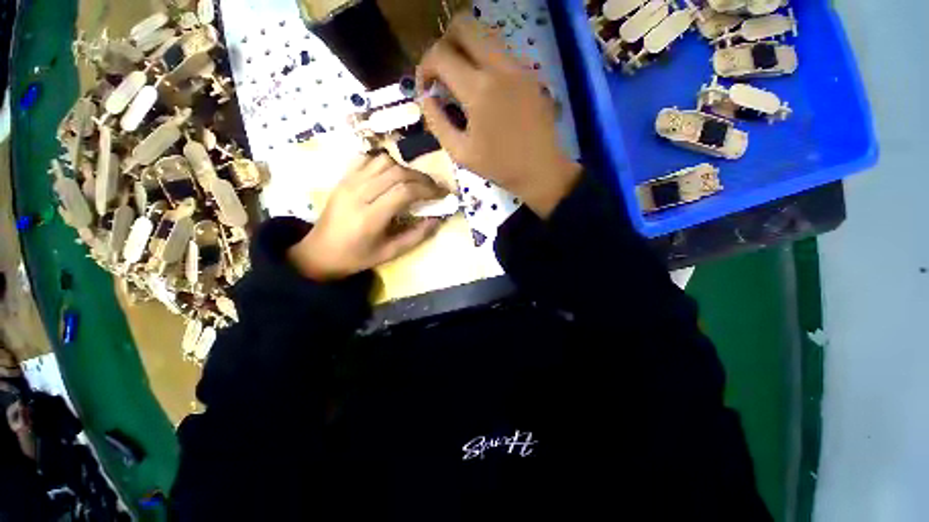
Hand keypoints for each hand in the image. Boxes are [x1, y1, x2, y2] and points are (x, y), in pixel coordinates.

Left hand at [288, 154, 444, 280]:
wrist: (319, 252)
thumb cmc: (357, 257)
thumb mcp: (390, 253)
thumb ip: (417, 236)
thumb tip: (437, 219)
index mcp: (370, 217)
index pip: (405, 191)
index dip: (428, 190)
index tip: (442, 194)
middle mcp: (358, 194)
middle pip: (397, 172)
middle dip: (422, 178)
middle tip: (434, 188)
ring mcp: (348, 182)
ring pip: (383, 161)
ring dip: (405, 169)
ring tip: (414, 183)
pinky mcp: (343, 178)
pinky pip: (367, 159)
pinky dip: (385, 162)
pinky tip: (392, 175)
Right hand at [417, 15, 581, 217]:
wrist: (540, 170)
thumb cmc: (498, 166)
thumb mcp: (460, 152)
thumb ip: (437, 122)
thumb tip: (425, 97)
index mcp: (479, 90)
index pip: (440, 54)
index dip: (424, 66)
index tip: (426, 87)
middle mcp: (499, 67)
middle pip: (464, 25)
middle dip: (444, 44)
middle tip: (442, 74)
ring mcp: (519, 67)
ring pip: (485, 35)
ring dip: (466, 51)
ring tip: (462, 83)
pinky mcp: (530, 73)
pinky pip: (501, 52)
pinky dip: (485, 62)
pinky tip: (485, 91)